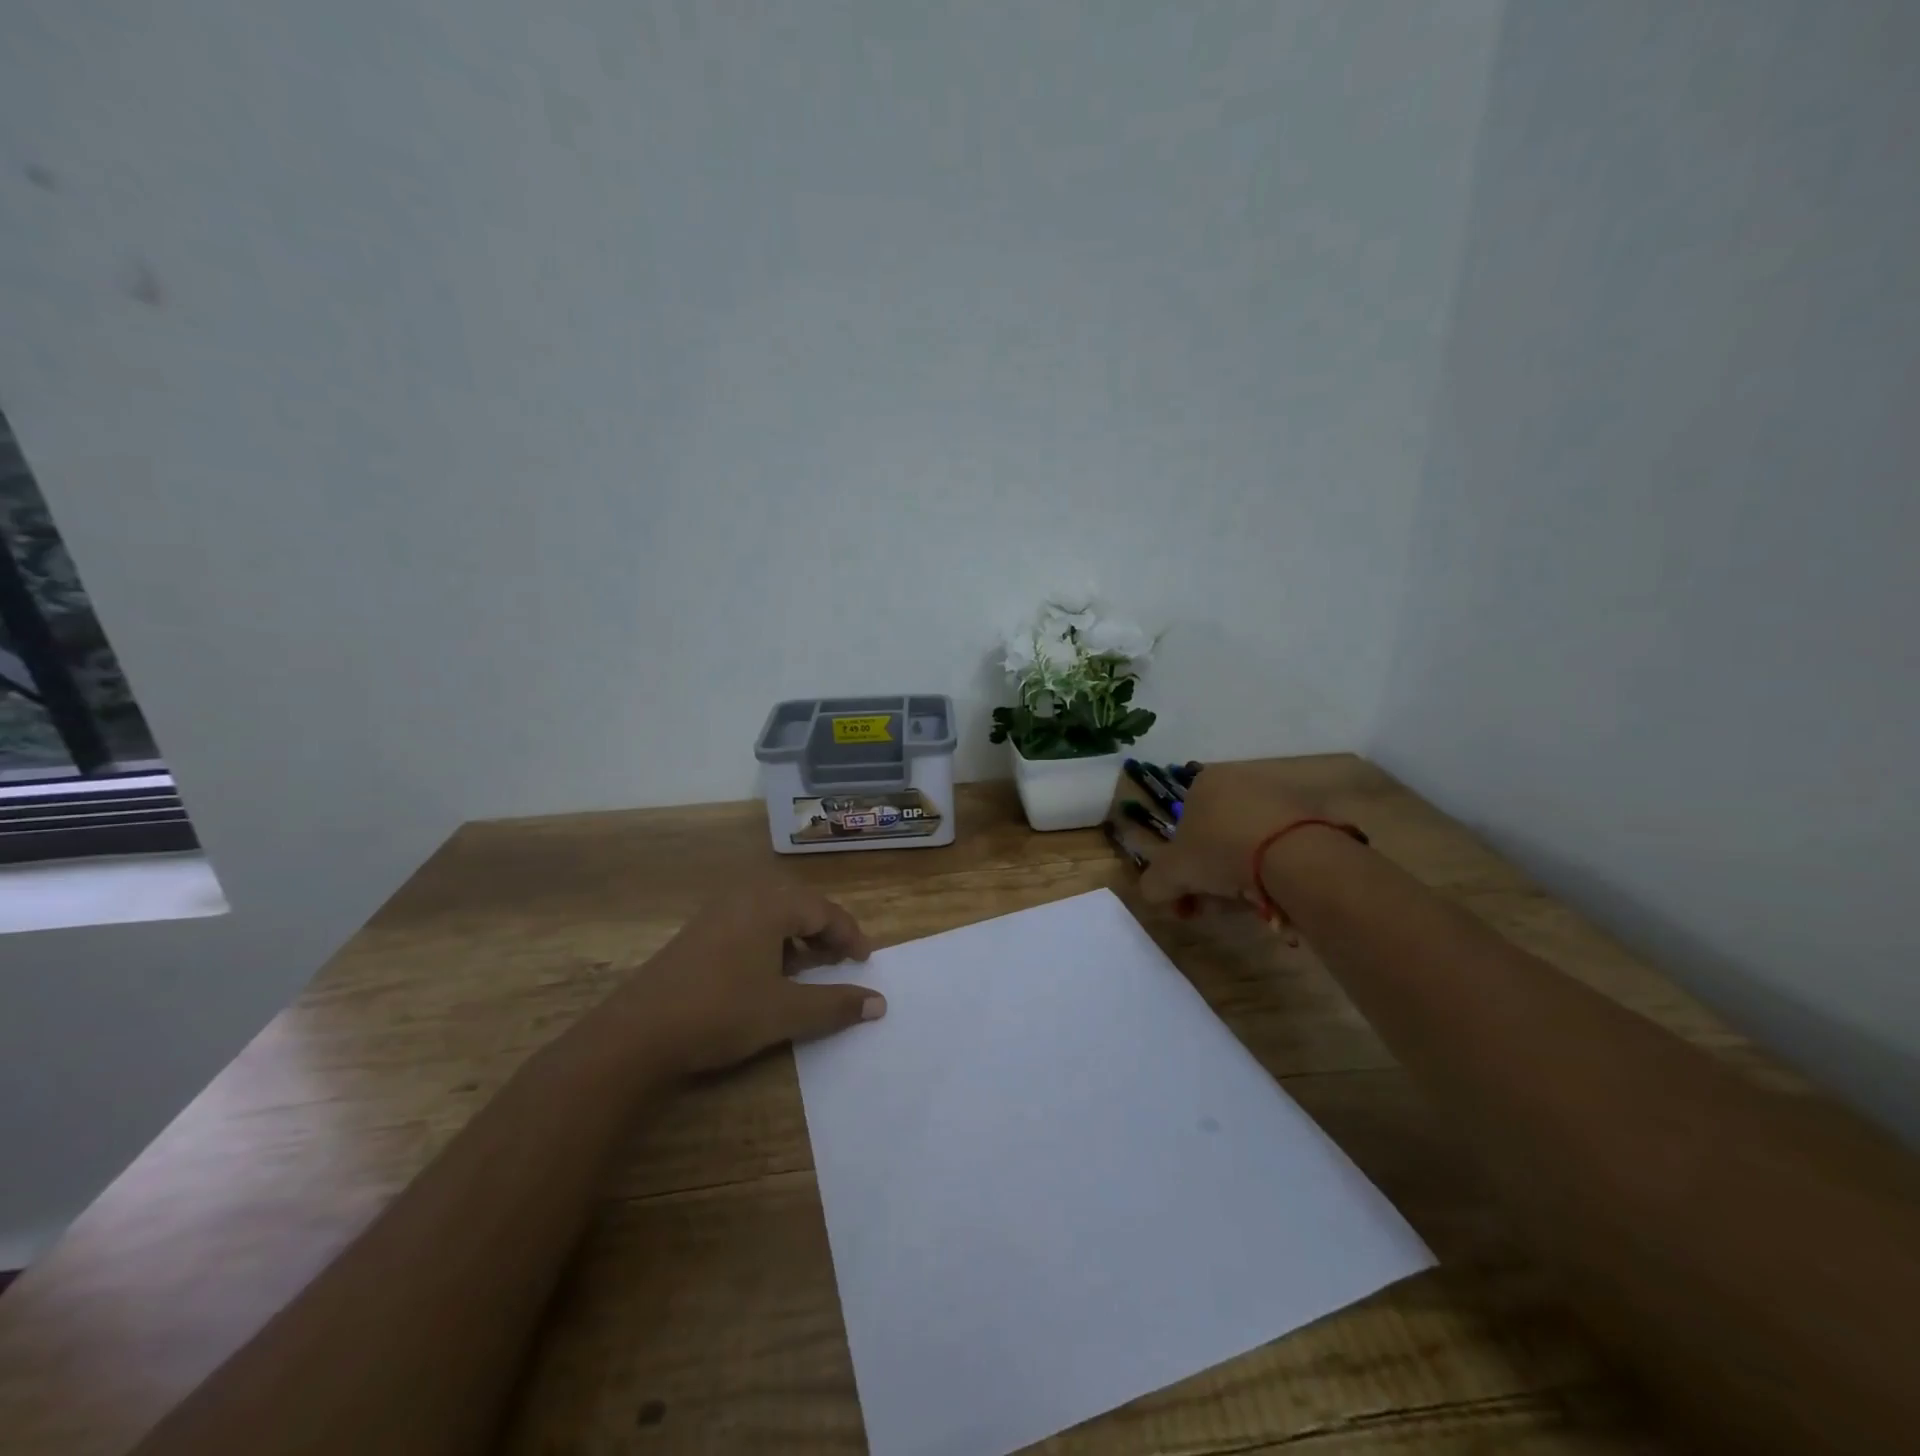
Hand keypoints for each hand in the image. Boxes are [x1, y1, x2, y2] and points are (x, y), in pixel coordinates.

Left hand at [617, 880, 884, 1077]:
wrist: (637, 1033)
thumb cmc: (721, 1012)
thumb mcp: (786, 1012)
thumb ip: (835, 1004)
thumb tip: (879, 1002)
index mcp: (770, 906)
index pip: (823, 911)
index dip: (849, 935)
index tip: (864, 961)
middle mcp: (744, 898)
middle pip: (798, 906)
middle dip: (824, 932)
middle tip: (839, 961)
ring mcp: (716, 914)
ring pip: (771, 915)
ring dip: (796, 937)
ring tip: (807, 969)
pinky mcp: (696, 934)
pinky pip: (747, 924)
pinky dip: (769, 942)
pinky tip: (766, 975)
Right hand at [1137, 764, 1319, 911]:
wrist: (1291, 854)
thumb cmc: (1220, 851)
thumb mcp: (1172, 872)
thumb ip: (1155, 882)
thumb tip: (1152, 892)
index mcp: (1203, 782)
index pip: (1183, 824)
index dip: (1180, 864)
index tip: (1185, 894)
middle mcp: (1239, 780)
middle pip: (1216, 836)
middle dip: (1210, 875)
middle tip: (1212, 906)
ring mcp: (1278, 795)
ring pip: (1248, 844)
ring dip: (1240, 876)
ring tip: (1246, 906)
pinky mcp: (1310, 816)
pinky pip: (1280, 848)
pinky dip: (1272, 871)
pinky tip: (1273, 895)